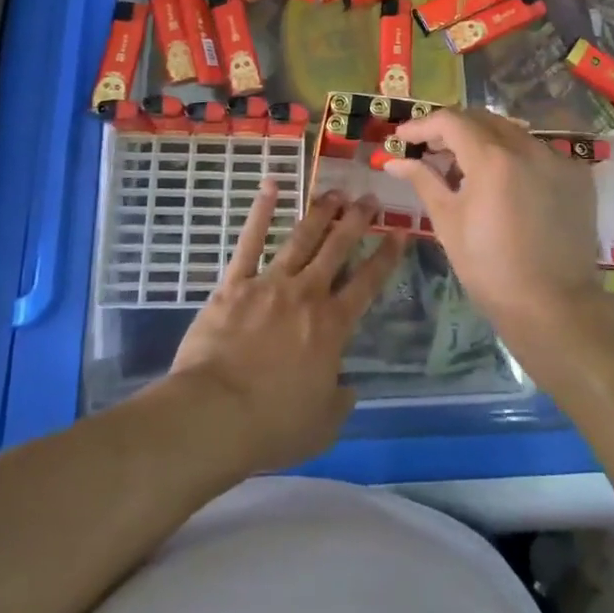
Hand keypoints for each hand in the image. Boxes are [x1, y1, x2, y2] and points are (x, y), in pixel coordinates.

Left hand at [169, 181, 407, 475]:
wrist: (215, 414)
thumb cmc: (272, 425)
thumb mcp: (322, 426)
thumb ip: (340, 402)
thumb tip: (347, 387)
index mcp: (332, 326)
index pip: (367, 283)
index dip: (385, 256)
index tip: (399, 233)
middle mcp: (306, 294)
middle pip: (337, 248)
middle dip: (356, 220)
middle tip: (370, 198)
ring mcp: (270, 283)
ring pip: (301, 238)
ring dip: (320, 212)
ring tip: (335, 192)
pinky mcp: (234, 284)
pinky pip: (249, 241)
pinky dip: (260, 212)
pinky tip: (270, 186)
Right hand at [381, 109, 604, 356]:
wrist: (553, 306)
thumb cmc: (490, 268)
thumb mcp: (448, 222)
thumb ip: (423, 180)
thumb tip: (394, 160)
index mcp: (492, 158)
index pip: (450, 121)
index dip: (422, 126)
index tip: (402, 139)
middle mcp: (528, 147)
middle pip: (482, 119)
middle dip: (451, 129)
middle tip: (429, 150)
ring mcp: (557, 159)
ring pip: (511, 133)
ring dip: (483, 141)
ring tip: (464, 167)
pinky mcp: (576, 176)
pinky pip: (537, 152)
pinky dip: (514, 158)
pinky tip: (503, 184)